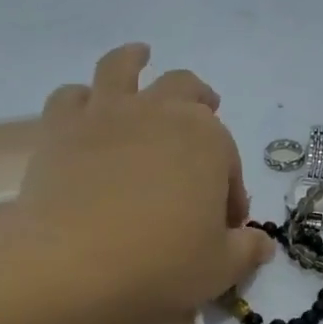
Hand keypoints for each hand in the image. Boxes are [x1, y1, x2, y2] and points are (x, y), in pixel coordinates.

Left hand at [10, 44, 273, 323]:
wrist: (71, 266)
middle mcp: (161, 112)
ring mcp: (107, 114)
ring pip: (123, 67)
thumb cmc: (159, 265)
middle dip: (199, 101)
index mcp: (208, 140)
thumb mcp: (220, 268)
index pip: (228, 162)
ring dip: (135, 59)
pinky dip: (81, 98)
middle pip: (186, 90)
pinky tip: (85, 106)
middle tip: (204, 112)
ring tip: (140, 56)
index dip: (230, 192)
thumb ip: (246, 250)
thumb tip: (262, 243)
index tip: (225, 224)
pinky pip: (70, 96)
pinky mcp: (61, 128)